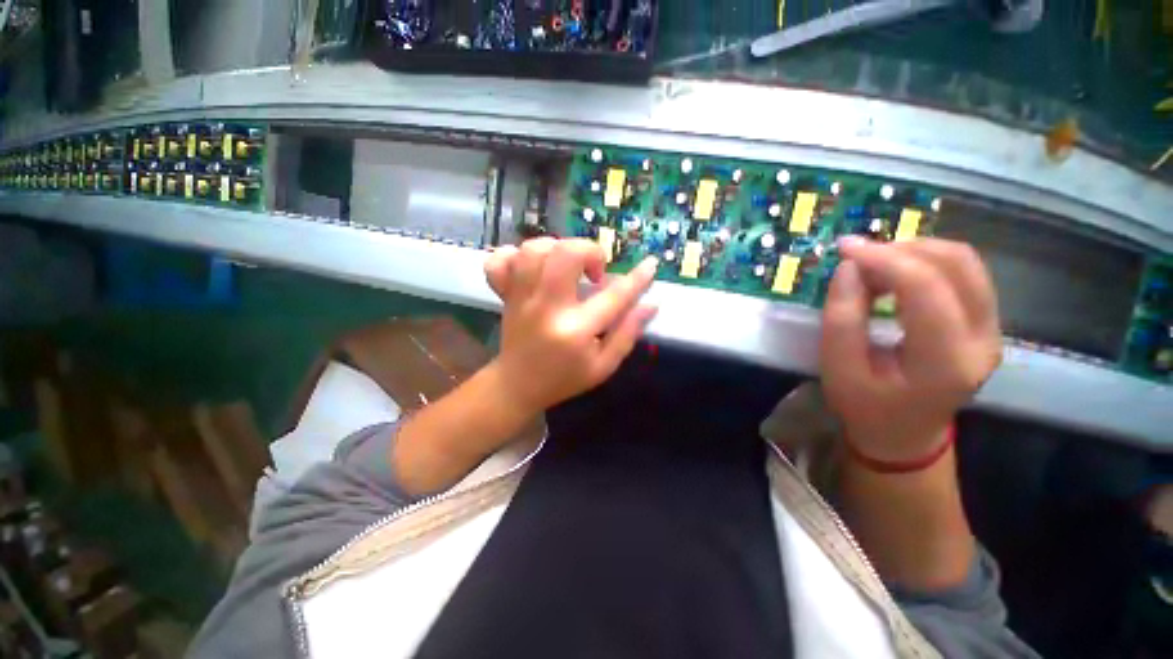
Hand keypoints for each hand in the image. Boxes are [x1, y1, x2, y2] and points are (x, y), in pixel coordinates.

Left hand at [483, 238, 658, 416]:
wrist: (517, 386)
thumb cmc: (564, 379)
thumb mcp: (603, 366)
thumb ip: (627, 333)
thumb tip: (650, 304)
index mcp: (575, 330)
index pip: (613, 296)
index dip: (637, 278)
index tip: (651, 264)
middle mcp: (547, 307)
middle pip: (566, 254)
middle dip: (589, 251)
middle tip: (595, 272)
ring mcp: (521, 298)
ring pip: (534, 250)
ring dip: (558, 249)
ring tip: (568, 267)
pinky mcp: (505, 294)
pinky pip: (501, 260)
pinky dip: (519, 255)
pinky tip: (534, 268)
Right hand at [820, 237, 1001, 462]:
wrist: (904, 434)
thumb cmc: (865, 407)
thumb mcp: (838, 369)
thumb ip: (842, 318)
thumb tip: (850, 268)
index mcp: (946, 361)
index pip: (926, 289)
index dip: (885, 259)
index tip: (845, 248)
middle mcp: (983, 339)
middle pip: (958, 264)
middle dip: (902, 249)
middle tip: (858, 257)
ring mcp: (992, 329)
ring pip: (965, 262)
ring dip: (914, 252)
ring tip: (873, 266)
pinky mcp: (986, 322)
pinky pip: (964, 273)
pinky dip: (925, 262)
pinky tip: (895, 275)